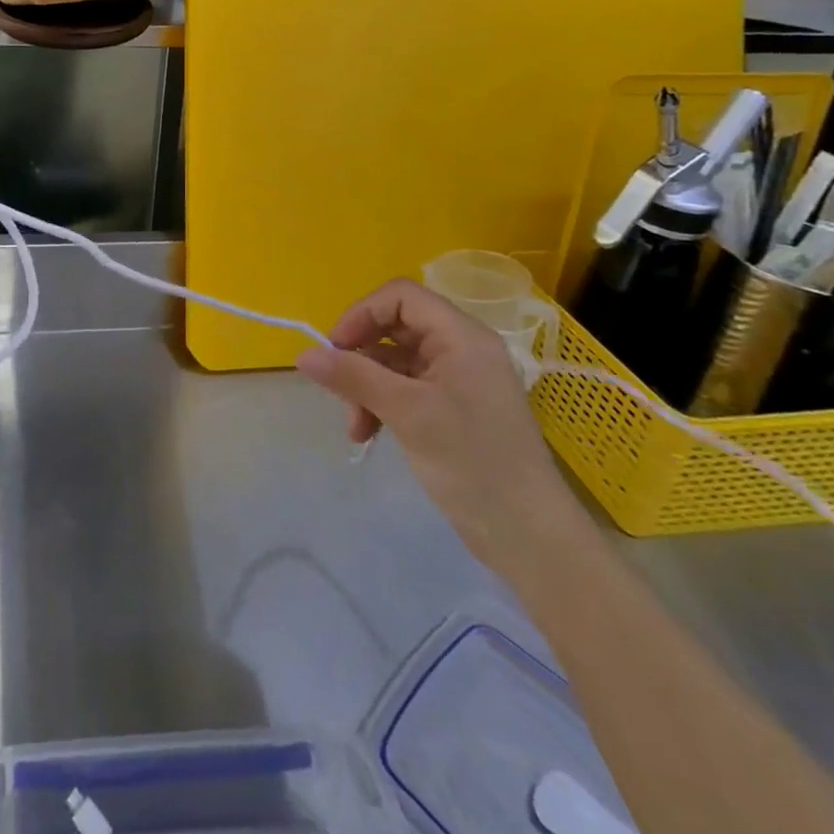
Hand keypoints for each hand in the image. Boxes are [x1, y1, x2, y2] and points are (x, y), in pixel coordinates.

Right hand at [297, 279, 587, 572]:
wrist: (529, 536)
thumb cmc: (472, 461)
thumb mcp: (407, 413)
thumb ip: (354, 377)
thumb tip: (303, 355)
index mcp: (461, 336)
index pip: (400, 296)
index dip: (362, 314)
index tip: (335, 349)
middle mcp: (460, 349)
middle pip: (394, 327)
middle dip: (360, 356)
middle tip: (337, 387)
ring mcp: (457, 380)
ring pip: (394, 361)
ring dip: (366, 386)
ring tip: (355, 426)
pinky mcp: (452, 408)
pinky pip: (405, 388)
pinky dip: (381, 404)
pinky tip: (367, 433)